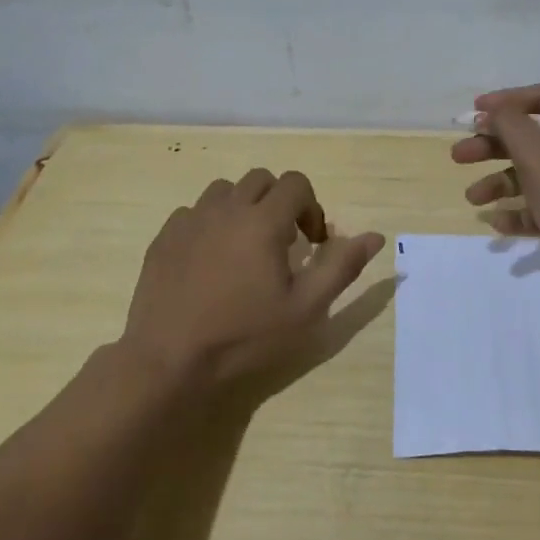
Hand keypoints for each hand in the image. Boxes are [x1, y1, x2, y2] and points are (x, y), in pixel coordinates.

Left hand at [121, 170, 384, 396]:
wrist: (169, 360)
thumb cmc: (245, 335)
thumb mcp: (306, 308)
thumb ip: (342, 266)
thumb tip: (375, 236)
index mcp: (263, 220)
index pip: (296, 183)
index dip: (312, 208)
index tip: (313, 243)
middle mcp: (226, 208)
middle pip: (261, 179)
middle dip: (280, 202)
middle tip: (284, 244)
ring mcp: (190, 221)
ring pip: (225, 191)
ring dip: (244, 208)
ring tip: (246, 247)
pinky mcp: (164, 238)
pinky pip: (193, 212)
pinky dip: (211, 223)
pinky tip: (211, 260)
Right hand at [451, 83, 539, 297]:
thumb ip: (512, 126)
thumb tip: (494, 111)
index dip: (506, 102)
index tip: (472, 112)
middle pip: (534, 137)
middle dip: (493, 146)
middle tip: (459, 155)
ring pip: (534, 173)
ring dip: (500, 182)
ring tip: (472, 198)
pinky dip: (519, 211)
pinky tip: (497, 223)